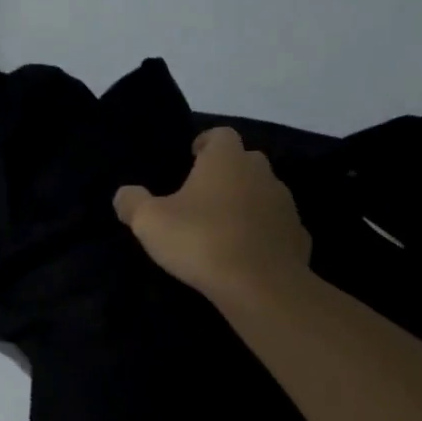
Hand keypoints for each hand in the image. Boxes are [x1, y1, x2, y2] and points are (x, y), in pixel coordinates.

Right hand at [114, 128, 311, 305]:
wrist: (260, 285)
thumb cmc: (201, 241)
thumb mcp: (149, 222)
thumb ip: (132, 202)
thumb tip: (124, 194)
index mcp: (226, 160)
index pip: (219, 134)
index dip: (204, 143)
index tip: (190, 159)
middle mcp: (261, 172)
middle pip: (243, 162)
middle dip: (224, 174)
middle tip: (200, 197)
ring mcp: (285, 204)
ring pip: (261, 194)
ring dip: (244, 204)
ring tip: (220, 229)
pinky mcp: (297, 236)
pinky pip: (275, 227)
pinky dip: (261, 234)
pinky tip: (243, 254)